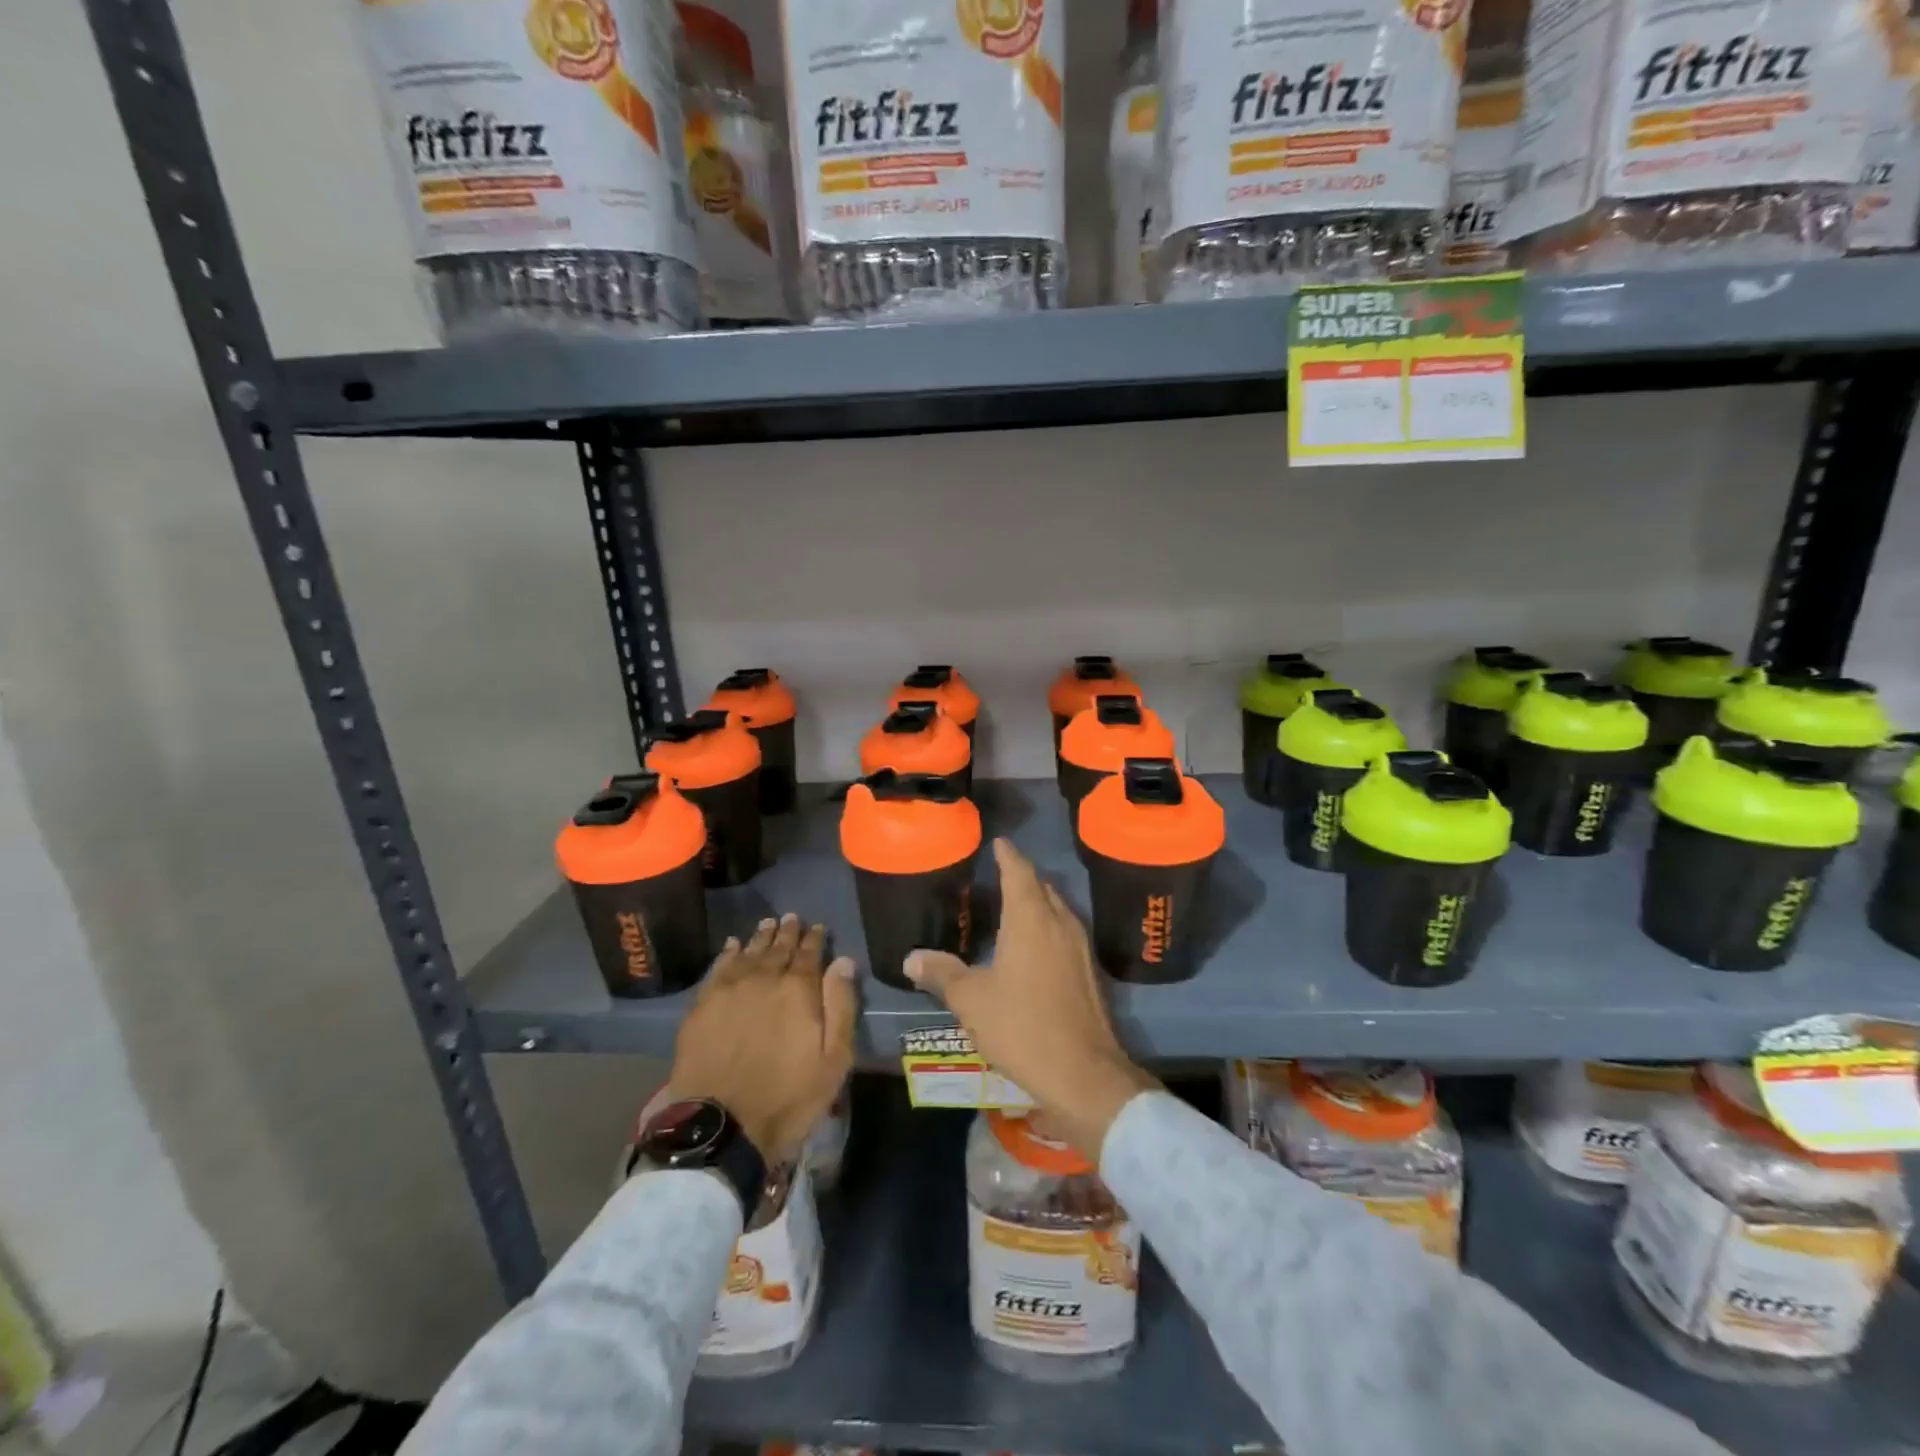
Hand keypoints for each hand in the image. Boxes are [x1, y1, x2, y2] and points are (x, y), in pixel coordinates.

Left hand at [665, 915, 857, 1163]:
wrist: (722, 1125)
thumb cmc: (789, 1097)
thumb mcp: (833, 1059)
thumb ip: (840, 1005)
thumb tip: (843, 961)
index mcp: (798, 990)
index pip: (809, 954)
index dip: (815, 939)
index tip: (818, 927)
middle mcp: (764, 979)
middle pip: (778, 948)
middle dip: (788, 932)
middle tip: (792, 918)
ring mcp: (729, 990)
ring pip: (748, 953)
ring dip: (760, 937)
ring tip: (767, 923)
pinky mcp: (702, 1006)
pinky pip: (718, 968)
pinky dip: (728, 953)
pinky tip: (732, 946)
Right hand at [905, 840, 1156, 1159]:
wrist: (1083, 1073)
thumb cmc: (1022, 1025)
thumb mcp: (971, 1000)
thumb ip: (942, 973)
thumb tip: (911, 957)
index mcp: (1031, 918)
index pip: (1019, 871)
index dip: (1007, 855)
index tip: (998, 842)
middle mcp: (1060, 923)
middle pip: (1041, 887)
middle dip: (1022, 877)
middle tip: (998, 875)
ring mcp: (1080, 948)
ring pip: (1057, 910)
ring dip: (1037, 903)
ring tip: (1012, 907)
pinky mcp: (1089, 972)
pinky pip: (1065, 933)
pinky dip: (1047, 928)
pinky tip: (1032, 948)